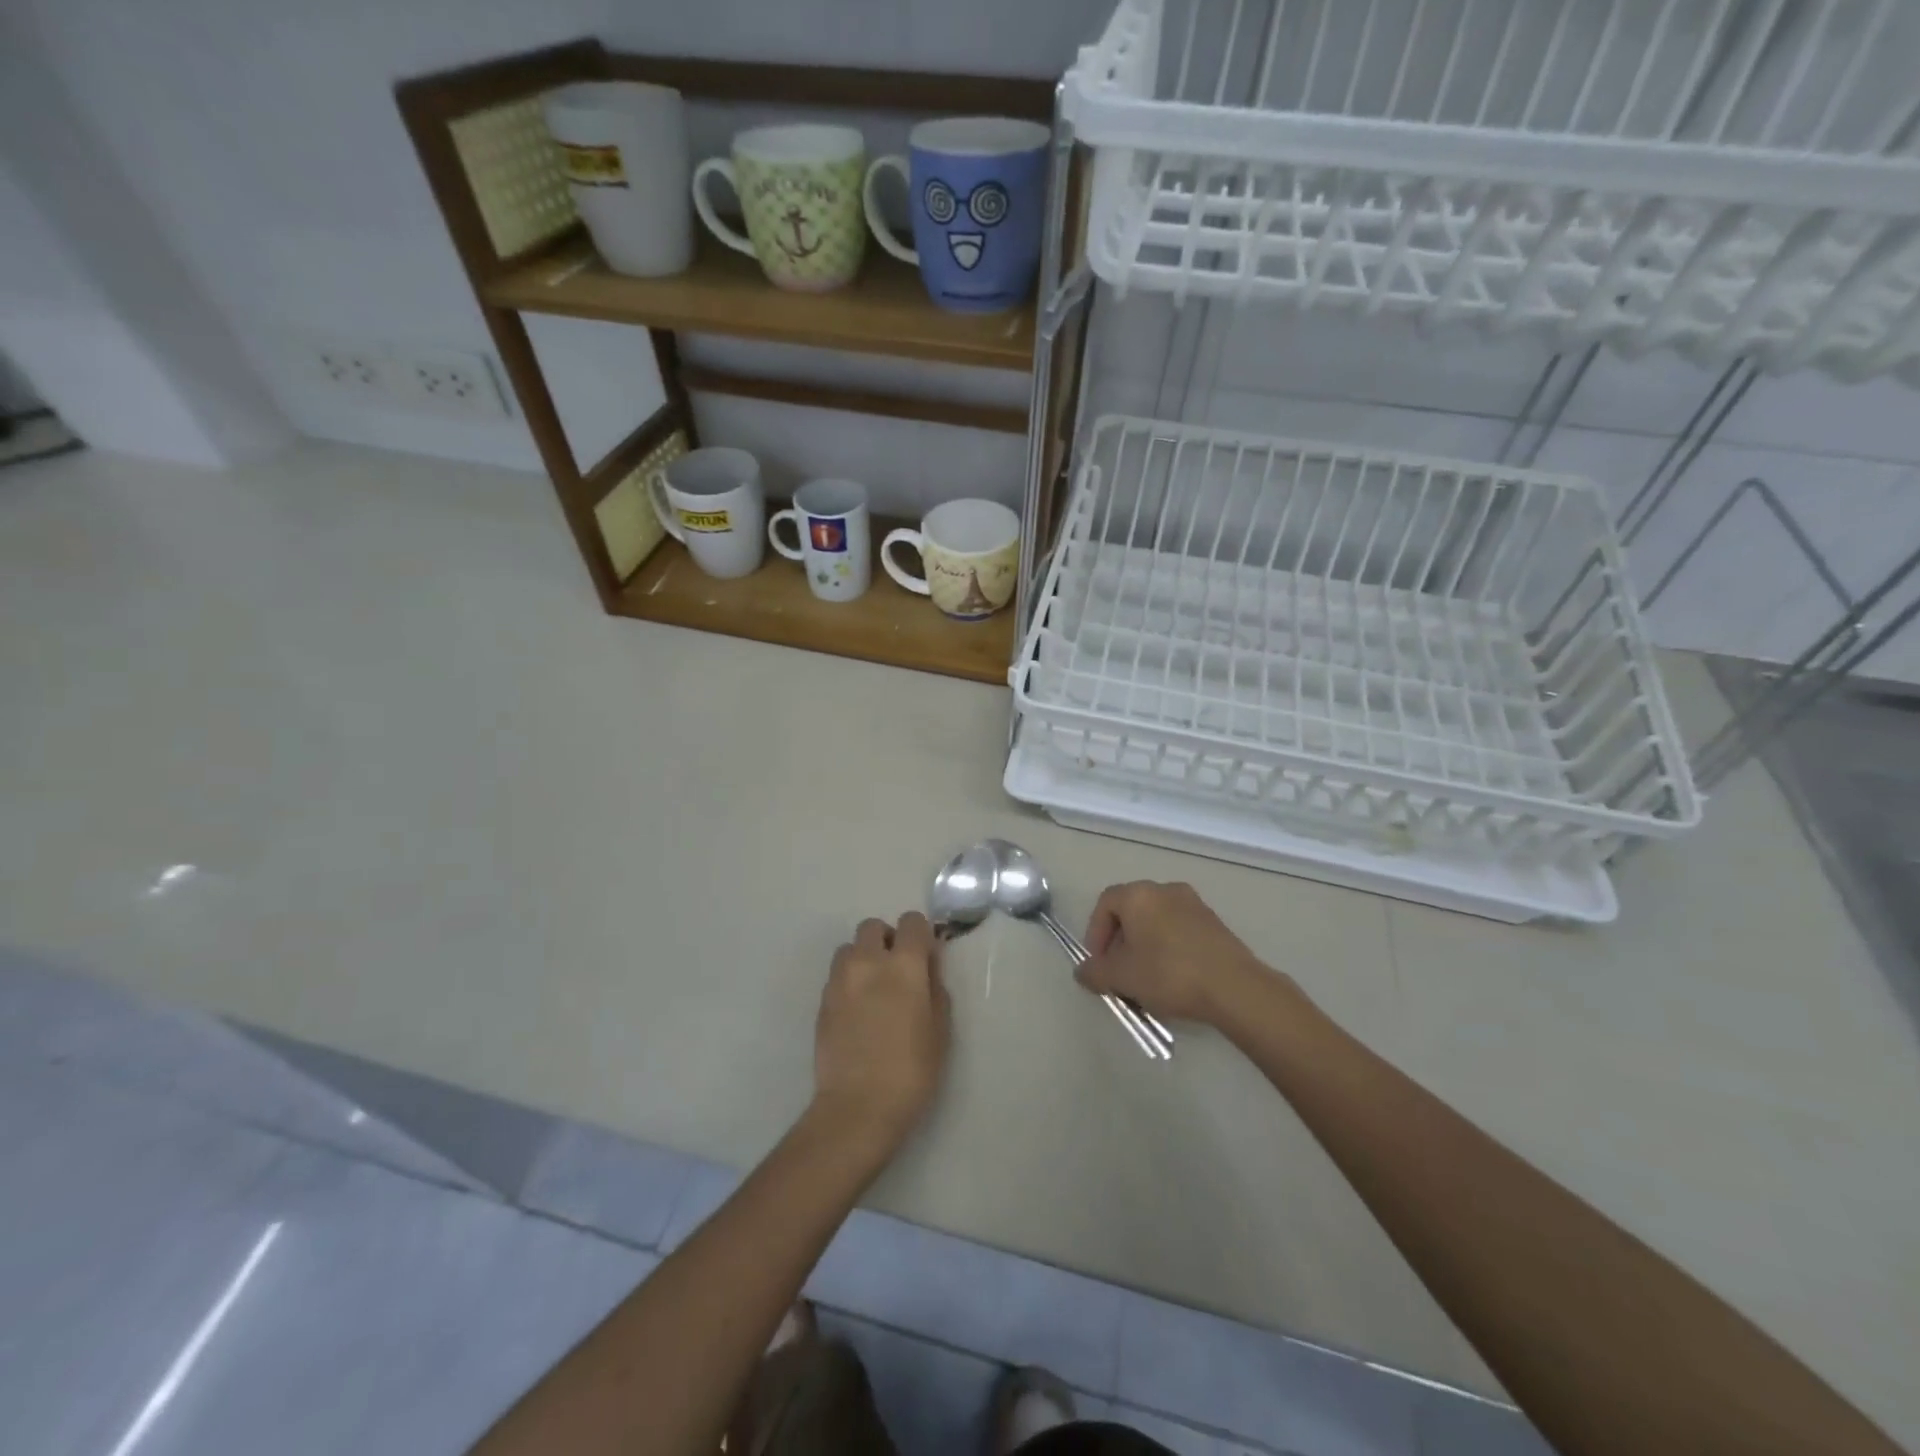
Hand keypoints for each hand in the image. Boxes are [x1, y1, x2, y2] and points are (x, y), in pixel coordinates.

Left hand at [813, 913, 949, 1155]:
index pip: (911, 922)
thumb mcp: (940, 1029)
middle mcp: (867, 962)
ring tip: (874, 990)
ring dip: (864, 958)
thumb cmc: (911, 1070)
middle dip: (887, 939)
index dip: (920, 935)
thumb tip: (927, 968)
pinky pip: (837, 976)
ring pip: (849, 948)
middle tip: (898, 971)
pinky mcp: (822, 1001)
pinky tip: (859, 1012)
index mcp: (903, 964)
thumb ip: (934, 987)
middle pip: (873, 926)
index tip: (925, 958)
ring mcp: (839, 980)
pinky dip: (850, 981)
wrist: (858, 1106)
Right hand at [1078, 881, 1270, 1025]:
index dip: (1095, 932)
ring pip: (1156, 921)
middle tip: (1119, 971)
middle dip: (1119, 941)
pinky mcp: (1214, 923)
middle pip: (1131, 910)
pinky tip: (1172, 977)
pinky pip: (1179, 929)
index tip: (1098, 962)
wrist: (1234, 988)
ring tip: (1145, 978)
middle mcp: (1165, 889)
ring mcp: (1194, 903)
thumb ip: (1095, 972)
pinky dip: (1168, 948)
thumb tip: (1083, 971)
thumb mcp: (1122, 978)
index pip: (1105, 903)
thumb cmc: (1169, 974)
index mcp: (1139, 894)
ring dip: (1144, 946)